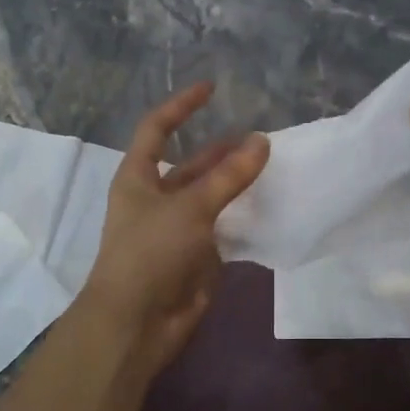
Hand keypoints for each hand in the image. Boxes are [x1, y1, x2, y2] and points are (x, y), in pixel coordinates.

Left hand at [76, 83, 268, 379]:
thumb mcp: (190, 207)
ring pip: (211, 197)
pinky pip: (222, 228)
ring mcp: (177, 229)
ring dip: (236, 184)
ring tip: (273, 168)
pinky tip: (270, 207)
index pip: (157, 129)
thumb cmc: (151, 252)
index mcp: (138, 177)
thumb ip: (229, 176)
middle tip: (262, 140)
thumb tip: (262, 141)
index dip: (181, 106)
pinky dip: (243, 217)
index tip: (212, 89)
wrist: (137, 322)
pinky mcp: (196, 256)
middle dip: (223, 151)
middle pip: (191, 164)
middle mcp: (156, 198)